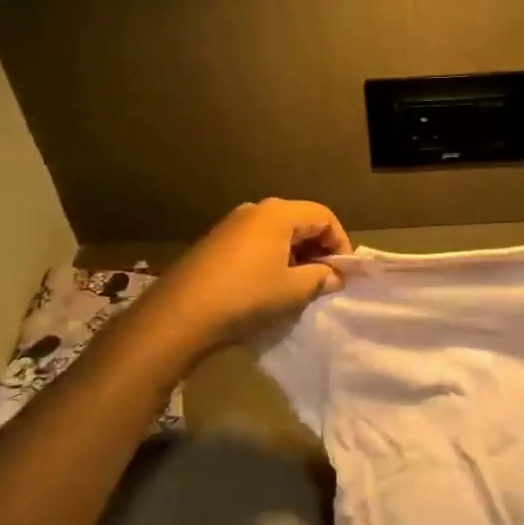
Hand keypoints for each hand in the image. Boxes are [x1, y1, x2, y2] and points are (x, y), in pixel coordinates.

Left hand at [143, 198, 350, 355]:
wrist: (180, 315)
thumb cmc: (245, 296)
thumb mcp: (293, 290)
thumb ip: (320, 278)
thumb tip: (334, 276)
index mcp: (278, 213)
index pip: (324, 216)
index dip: (340, 242)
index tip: (343, 273)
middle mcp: (255, 210)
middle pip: (300, 220)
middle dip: (318, 248)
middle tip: (325, 280)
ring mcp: (232, 224)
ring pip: (277, 233)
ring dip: (295, 255)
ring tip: (299, 286)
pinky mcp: (216, 242)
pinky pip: (256, 242)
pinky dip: (272, 258)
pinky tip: (269, 286)